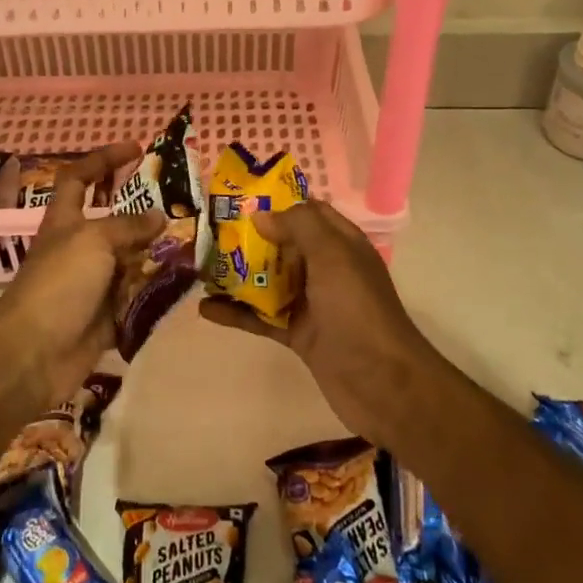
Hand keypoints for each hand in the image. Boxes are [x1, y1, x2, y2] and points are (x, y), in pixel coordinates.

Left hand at [0, 142, 164, 406]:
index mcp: (65, 222)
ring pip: (131, 261)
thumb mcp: (93, 241)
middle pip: (114, 222)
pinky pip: (138, 299)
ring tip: (196, 244)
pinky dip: (158, 293)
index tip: (136, 149)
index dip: (103, 160)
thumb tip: (159, 216)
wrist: (33, 355)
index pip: (79, 178)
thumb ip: (128, 226)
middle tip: (183, 204)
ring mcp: (93, 285)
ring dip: (159, 254)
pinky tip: (186, 285)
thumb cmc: (58, 284)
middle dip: (145, 212)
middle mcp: (79, 249)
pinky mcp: (106, 318)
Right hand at [198, 201, 440, 445]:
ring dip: (237, 275)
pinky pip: (262, 318)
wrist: (382, 383)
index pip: (308, 212)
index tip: (238, 198)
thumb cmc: (357, 309)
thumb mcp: (332, 255)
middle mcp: (326, 269)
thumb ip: (298, 226)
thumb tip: (260, 215)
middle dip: (248, 238)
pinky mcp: (298, 334)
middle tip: (208, 231)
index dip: (276, 202)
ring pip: (268, 281)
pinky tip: (205, 309)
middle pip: (282, 245)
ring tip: (200, 267)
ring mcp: (311, 303)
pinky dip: (236, 312)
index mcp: (341, 244)